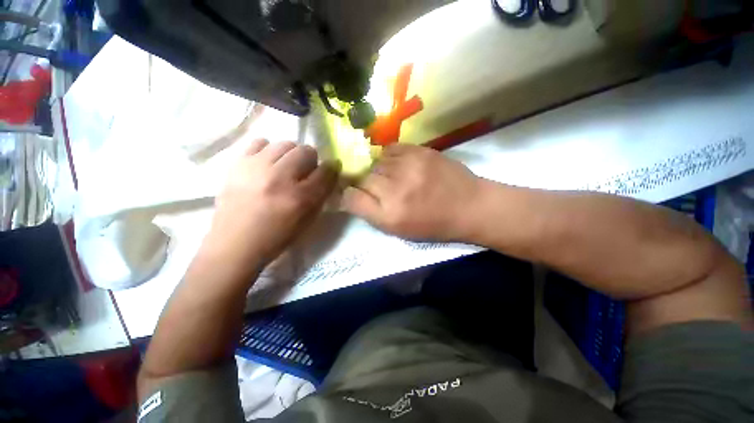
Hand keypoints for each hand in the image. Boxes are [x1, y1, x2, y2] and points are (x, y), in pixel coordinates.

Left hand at [206, 139, 338, 268]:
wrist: (235, 244)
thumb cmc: (277, 237)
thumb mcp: (308, 221)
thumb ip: (320, 196)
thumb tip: (326, 175)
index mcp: (301, 198)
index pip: (326, 171)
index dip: (331, 168)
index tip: (329, 170)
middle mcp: (281, 178)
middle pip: (306, 151)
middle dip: (311, 160)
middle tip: (305, 171)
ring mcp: (257, 168)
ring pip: (285, 144)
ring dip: (291, 154)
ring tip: (285, 167)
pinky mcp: (238, 164)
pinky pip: (260, 142)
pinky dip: (268, 150)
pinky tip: (266, 164)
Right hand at [341, 144, 483, 240]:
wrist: (469, 206)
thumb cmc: (432, 224)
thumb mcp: (398, 230)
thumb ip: (371, 213)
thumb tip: (349, 196)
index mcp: (389, 215)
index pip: (351, 198)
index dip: (348, 195)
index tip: (353, 195)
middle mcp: (395, 190)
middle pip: (362, 178)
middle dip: (366, 184)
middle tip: (381, 189)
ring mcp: (408, 167)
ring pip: (376, 163)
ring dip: (379, 171)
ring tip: (393, 177)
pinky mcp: (420, 151)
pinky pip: (390, 149)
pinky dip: (390, 158)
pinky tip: (399, 165)